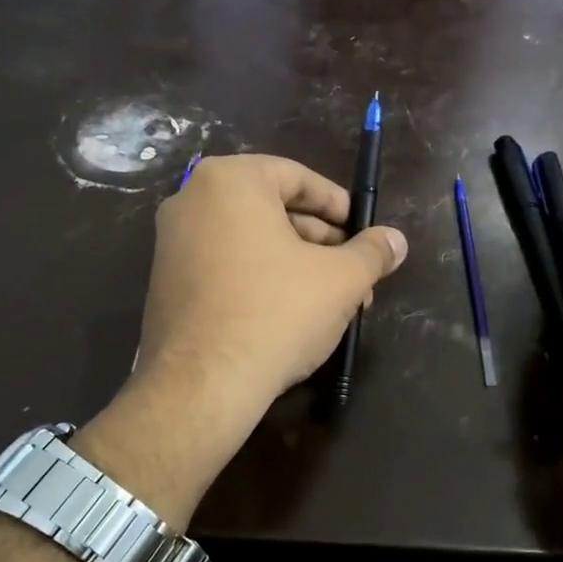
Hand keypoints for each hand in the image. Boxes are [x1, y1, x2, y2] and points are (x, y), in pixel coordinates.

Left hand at [136, 152, 407, 411]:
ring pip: (250, 242)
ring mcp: (172, 243)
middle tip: (355, 274)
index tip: (363, 232)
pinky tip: (291, 315)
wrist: (203, 384)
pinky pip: (225, 266)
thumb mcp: (340, 280)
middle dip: (321, 243)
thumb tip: (396, 240)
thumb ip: (372, 252)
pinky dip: (260, 280)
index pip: (296, 177)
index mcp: (230, 181)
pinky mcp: (165, 283)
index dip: (338, 205)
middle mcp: (191, 201)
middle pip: (272, 210)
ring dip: (296, 265)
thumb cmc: (277, 313)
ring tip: (333, 302)